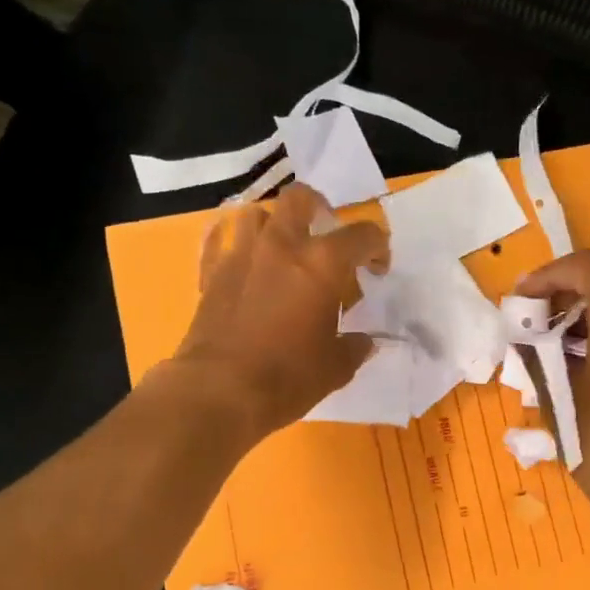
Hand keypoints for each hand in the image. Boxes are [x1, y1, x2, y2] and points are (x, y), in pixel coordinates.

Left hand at [166, 184, 387, 442]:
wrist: (220, 391)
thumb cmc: (288, 378)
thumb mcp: (335, 368)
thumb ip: (354, 347)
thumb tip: (364, 341)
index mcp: (322, 264)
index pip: (362, 235)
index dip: (377, 248)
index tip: (377, 270)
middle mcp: (281, 246)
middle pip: (301, 198)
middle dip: (319, 209)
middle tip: (327, 235)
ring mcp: (241, 255)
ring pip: (256, 213)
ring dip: (274, 224)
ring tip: (284, 250)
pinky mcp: (211, 273)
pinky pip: (220, 241)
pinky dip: (234, 244)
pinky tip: (243, 261)